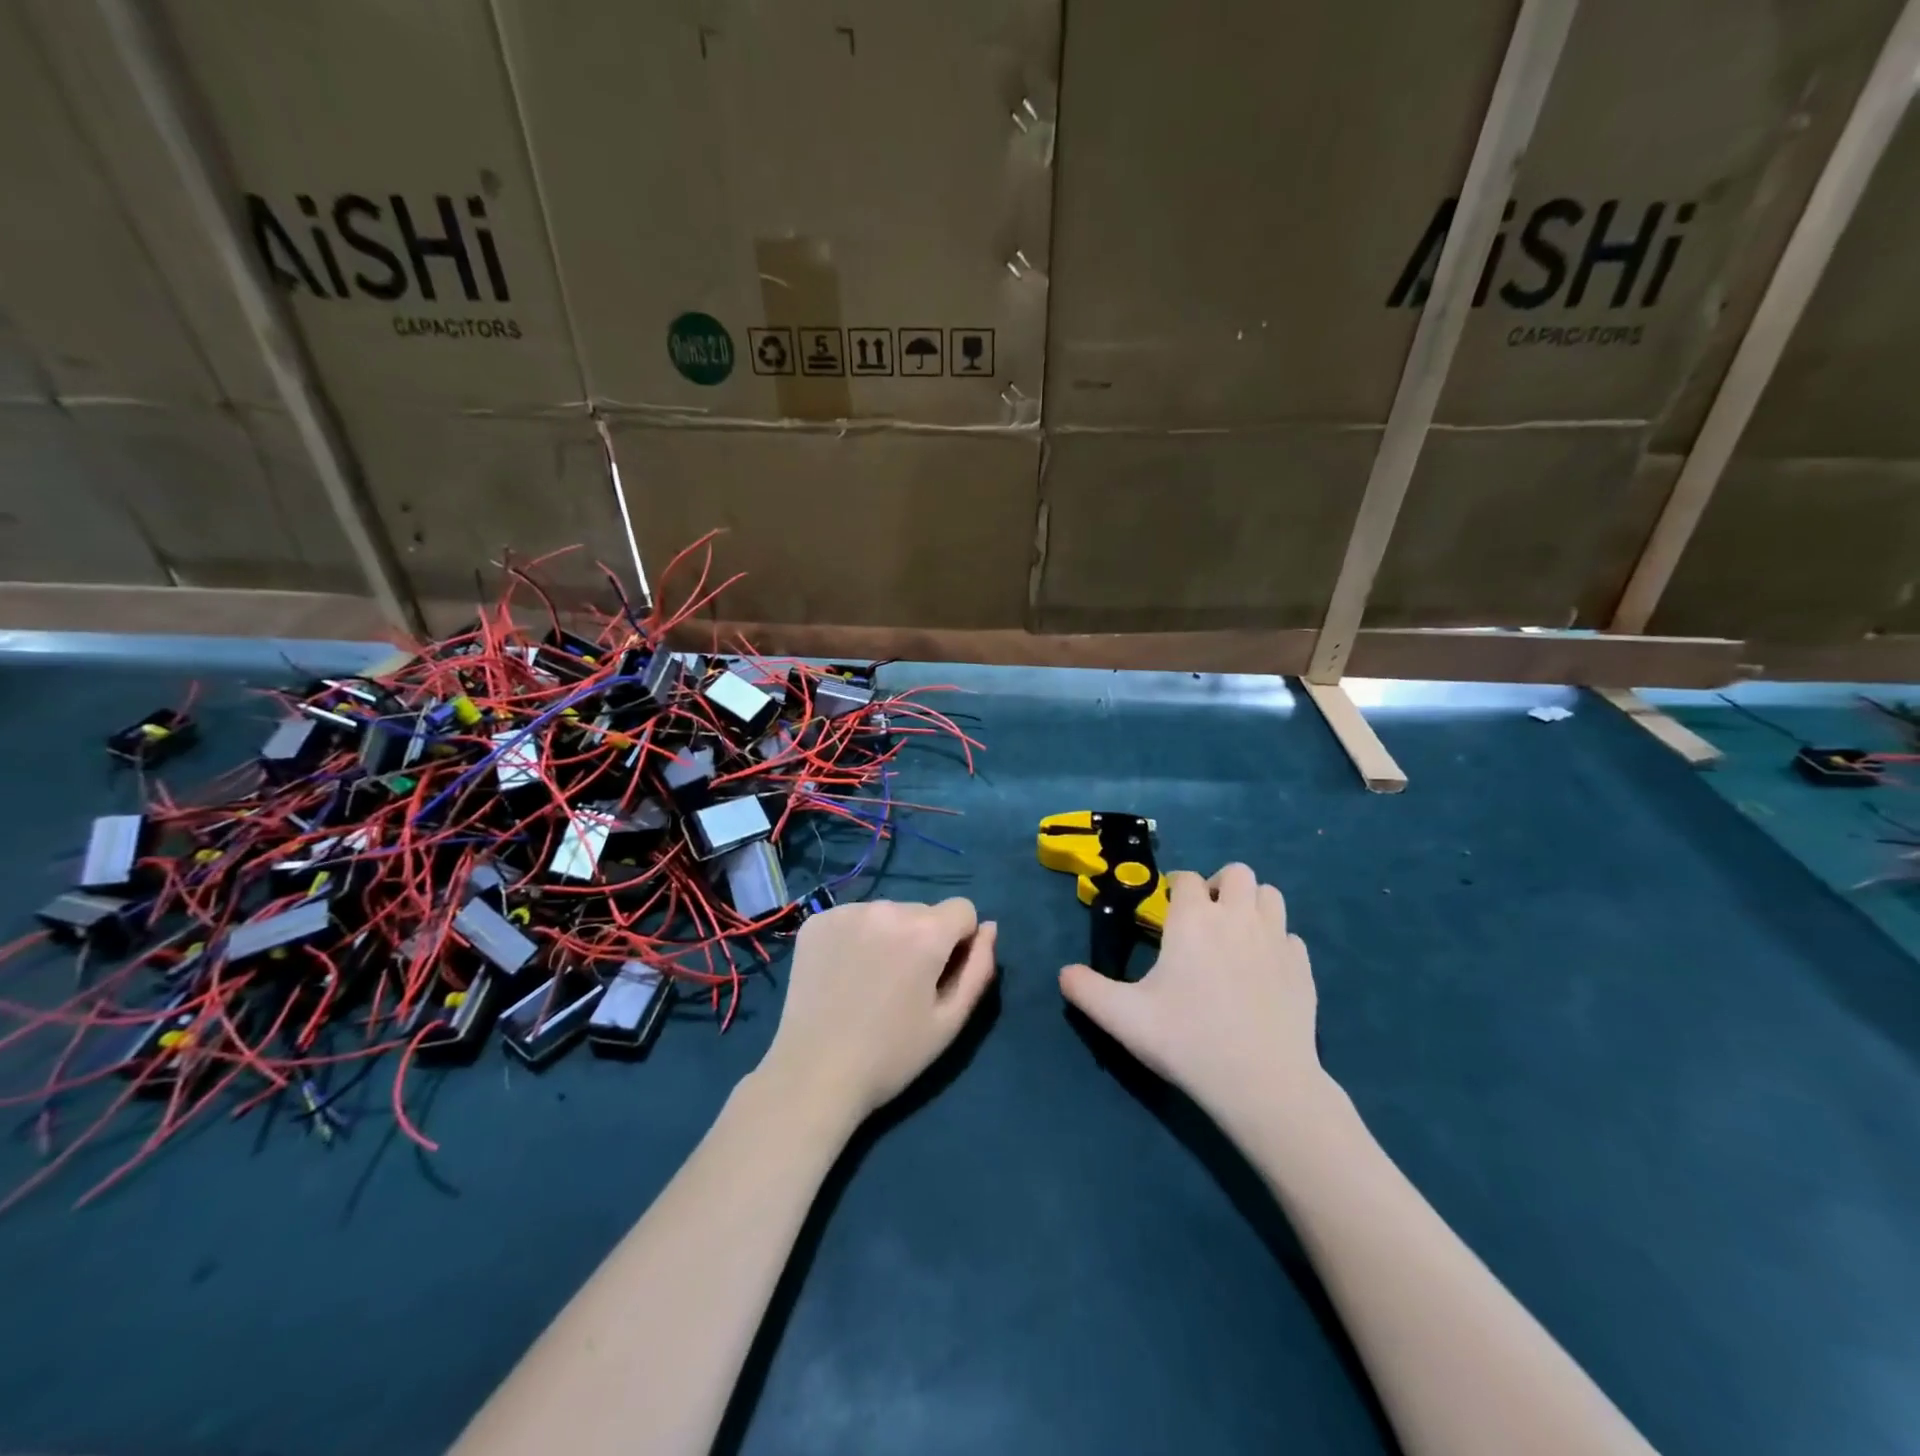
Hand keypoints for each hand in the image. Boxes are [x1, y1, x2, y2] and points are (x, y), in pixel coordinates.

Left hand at [757, 899, 996, 1126]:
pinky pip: (853, 918)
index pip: (963, 910)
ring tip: (870, 982)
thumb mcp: (950, 1021)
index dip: (959, 943)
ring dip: (888, 936)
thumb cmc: (891, 1055)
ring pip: (887, 913)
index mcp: (925, 931)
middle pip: (923, 912)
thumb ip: (979, 968)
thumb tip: (989, 928)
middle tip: (902, 987)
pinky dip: (855, 938)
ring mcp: (847, 911)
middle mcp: (887, 907)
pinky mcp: (817, 921)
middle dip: (922, 939)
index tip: (939, 977)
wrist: (814, 1074)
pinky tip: (843, 973)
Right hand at [1059, 865, 1324, 1123]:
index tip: (1167, 914)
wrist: (1263, 1084)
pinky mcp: (1303, 967)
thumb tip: (1063, 973)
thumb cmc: (1188, 1040)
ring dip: (1252, 905)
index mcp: (1194, 919)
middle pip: (1237, 873)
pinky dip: (1276, 942)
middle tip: (1205, 920)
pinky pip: (1290, 936)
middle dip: (1219, 886)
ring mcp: (1276, 940)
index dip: (1175, 890)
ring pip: (1270, 895)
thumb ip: (1086, 990)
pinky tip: (1263, 970)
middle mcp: (1238, 917)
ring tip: (1236, 936)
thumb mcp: (1123, 1017)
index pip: (1186, 880)